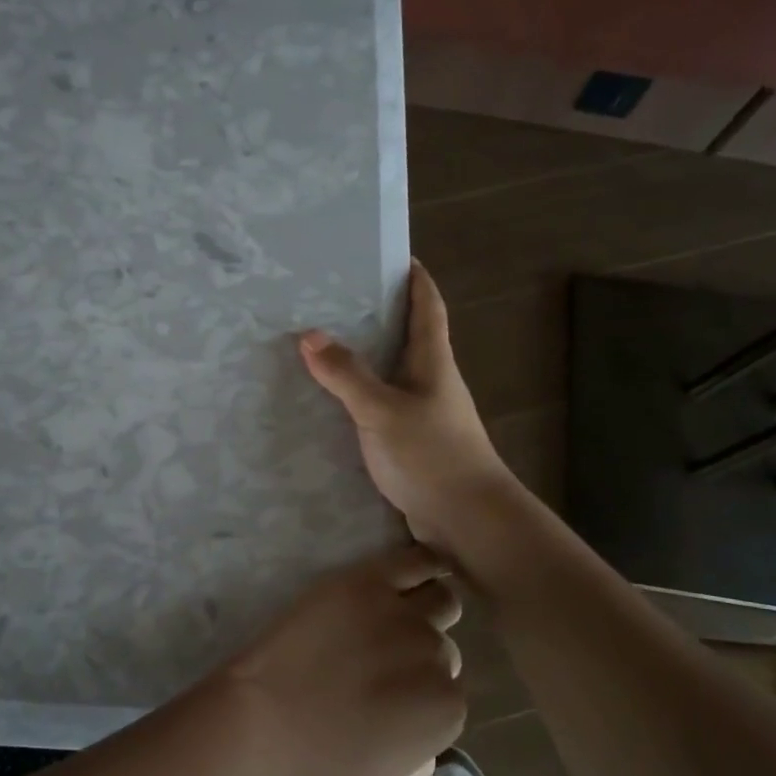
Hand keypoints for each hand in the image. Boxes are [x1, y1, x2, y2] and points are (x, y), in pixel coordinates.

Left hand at [211, 545, 465, 775]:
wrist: (268, 720)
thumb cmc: (322, 761)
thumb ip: (420, 757)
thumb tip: (426, 742)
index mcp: (447, 709)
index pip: (449, 688)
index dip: (422, 688)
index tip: (397, 689)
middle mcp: (437, 657)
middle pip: (442, 644)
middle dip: (420, 651)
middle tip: (385, 655)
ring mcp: (404, 615)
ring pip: (440, 599)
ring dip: (427, 607)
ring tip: (400, 612)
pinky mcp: (370, 581)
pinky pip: (415, 560)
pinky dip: (427, 562)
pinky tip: (426, 565)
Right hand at [300, 259, 515, 553]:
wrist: (466, 519)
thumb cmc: (432, 455)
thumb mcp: (382, 410)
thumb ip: (347, 374)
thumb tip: (309, 334)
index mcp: (433, 362)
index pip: (428, 307)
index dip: (416, 279)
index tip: (395, 256)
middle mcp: (431, 381)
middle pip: (407, 336)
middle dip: (378, 314)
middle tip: (335, 298)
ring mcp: (424, 413)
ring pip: (391, 373)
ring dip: (365, 357)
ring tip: (322, 344)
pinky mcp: (412, 442)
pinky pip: (381, 406)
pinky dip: (359, 396)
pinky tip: (331, 402)